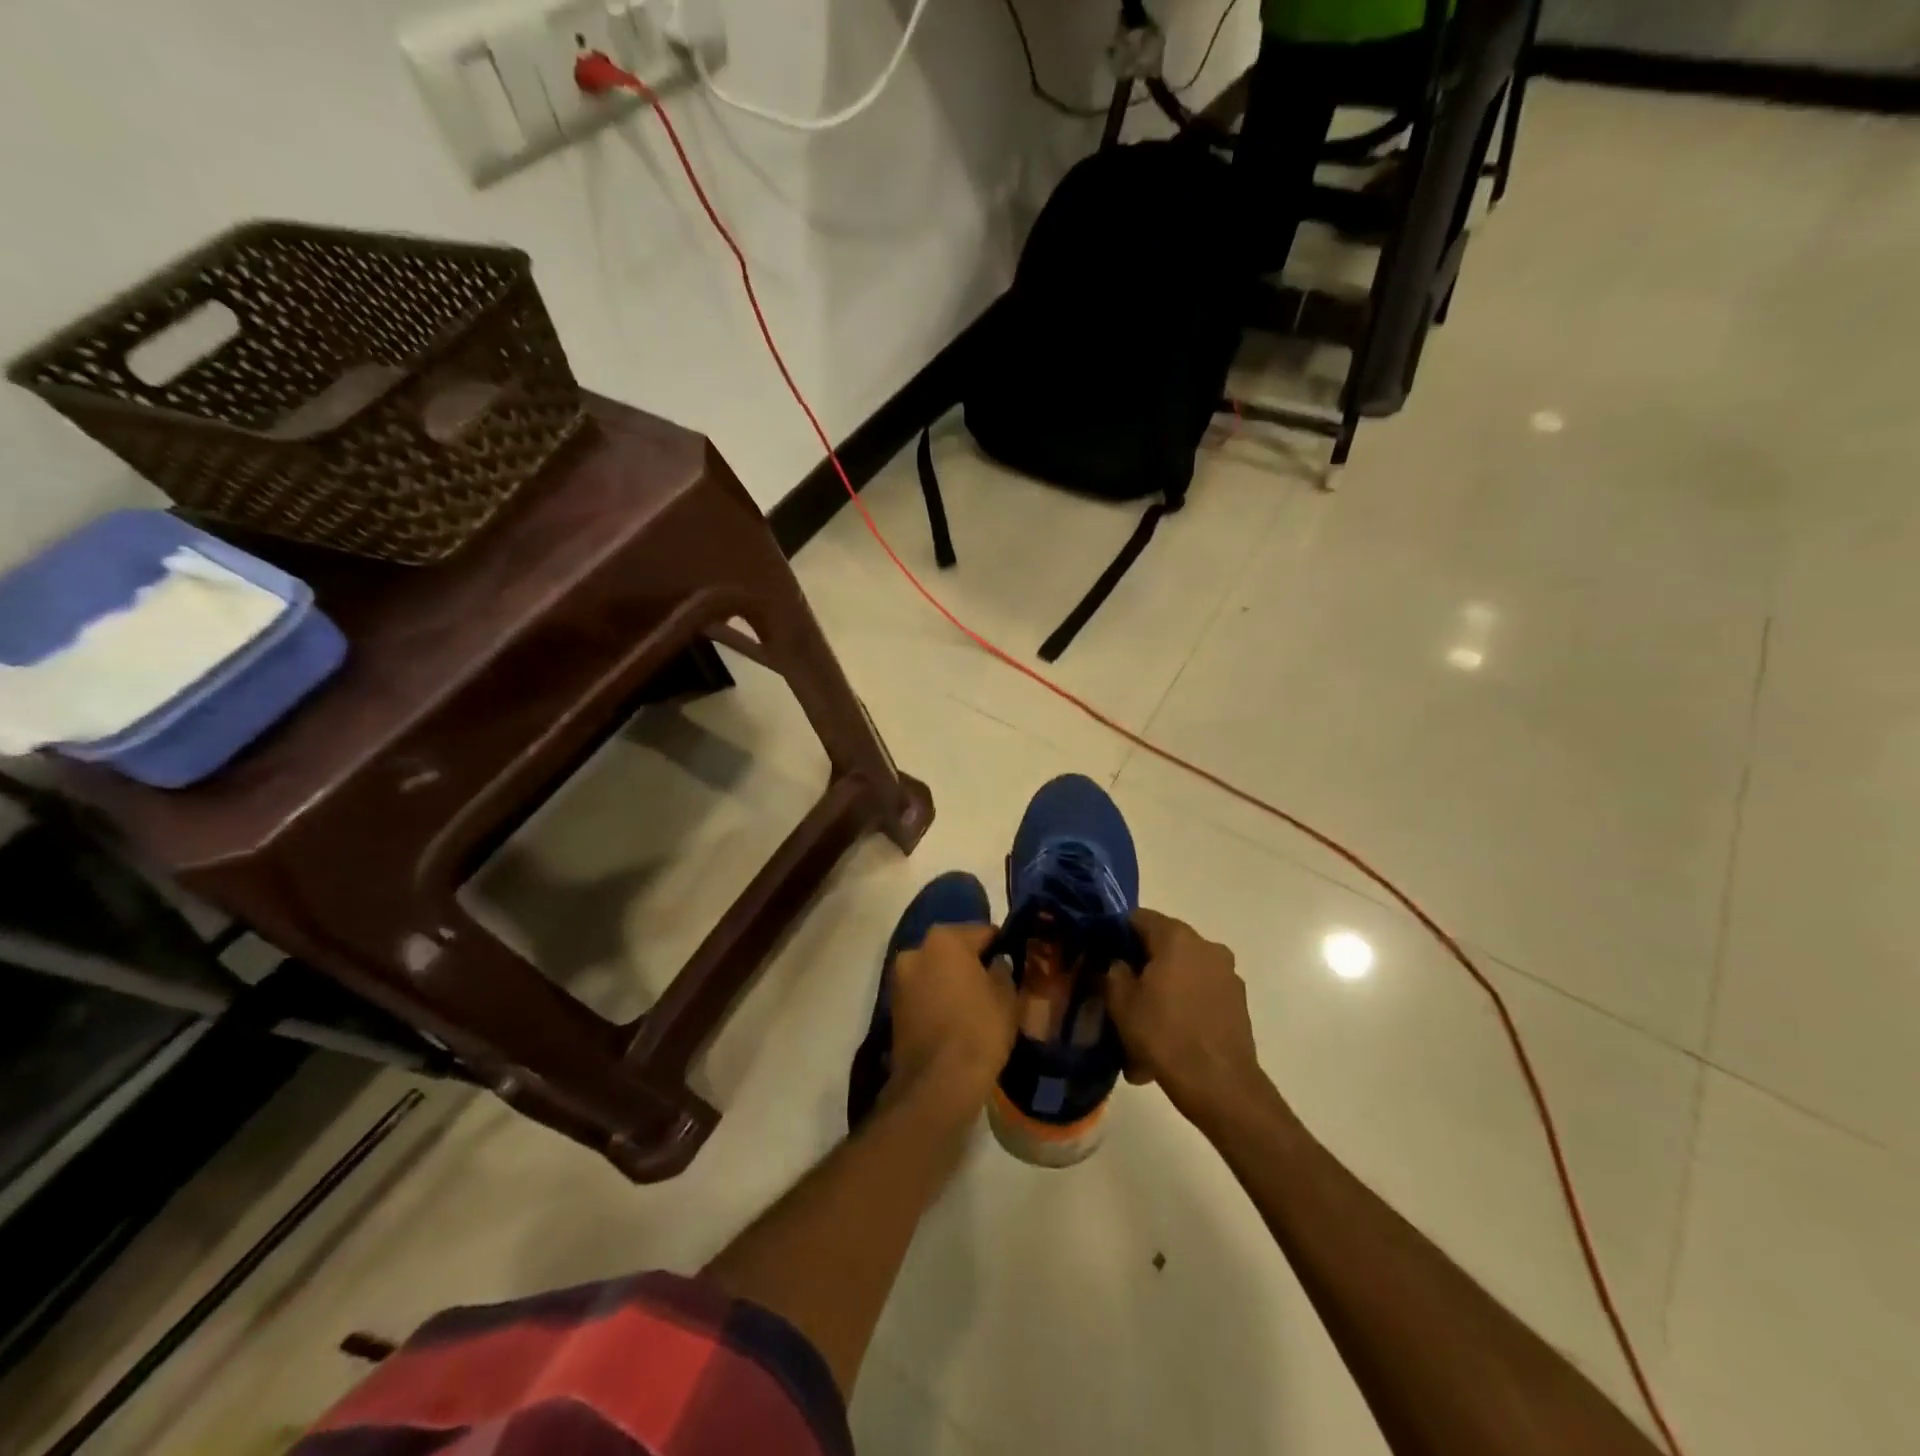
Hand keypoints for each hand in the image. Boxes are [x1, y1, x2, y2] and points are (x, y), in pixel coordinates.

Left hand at [890, 924, 1017, 1111]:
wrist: (937, 1083)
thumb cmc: (978, 1030)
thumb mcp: (1006, 997)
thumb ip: (1003, 970)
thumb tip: (996, 963)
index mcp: (945, 939)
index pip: (983, 932)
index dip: (1001, 946)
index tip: (1013, 962)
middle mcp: (916, 950)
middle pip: (953, 949)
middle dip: (971, 962)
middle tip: (994, 984)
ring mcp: (900, 979)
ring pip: (935, 971)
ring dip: (951, 980)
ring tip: (975, 1005)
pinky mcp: (893, 1006)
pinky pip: (923, 993)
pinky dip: (937, 999)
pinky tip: (955, 1019)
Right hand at [1104, 908, 1262, 1127]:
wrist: (1219, 1084)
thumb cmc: (1164, 1034)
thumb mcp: (1121, 1002)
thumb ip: (1114, 972)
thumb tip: (1120, 964)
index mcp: (1177, 937)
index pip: (1139, 918)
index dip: (1117, 934)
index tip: (1104, 956)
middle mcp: (1207, 946)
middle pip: (1165, 944)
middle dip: (1143, 964)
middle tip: (1122, 991)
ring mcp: (1227, 974)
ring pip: (1184, 971)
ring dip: (1165, 988)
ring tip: (1146, 1021)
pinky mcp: (1238, 1002)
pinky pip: (1201, 993)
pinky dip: (1184, 1006)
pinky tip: (1169, 1036)